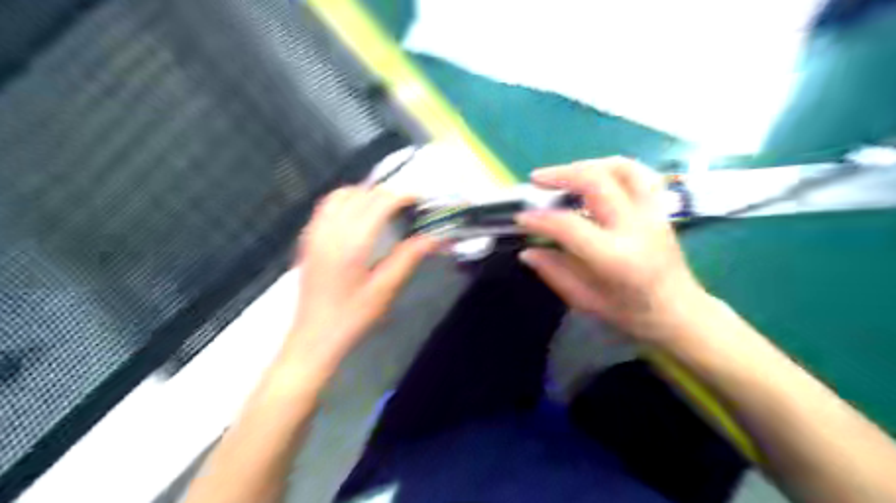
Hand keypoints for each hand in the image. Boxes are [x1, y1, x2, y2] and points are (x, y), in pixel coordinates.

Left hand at [287, 187, 437, 367]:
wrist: (315, 336)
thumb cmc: (353, 316)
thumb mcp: (385, 289)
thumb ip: (408, 257)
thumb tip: (435, 237)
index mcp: (352, 243)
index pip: (379, 202)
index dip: (402, 195)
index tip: (419, 200)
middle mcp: (331, 230)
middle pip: (361, 194)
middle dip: (386, 193)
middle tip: (406, 207)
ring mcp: (315, 232)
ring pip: (341, 195)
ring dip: (364, 194)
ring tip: (383, 207)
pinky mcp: (308, 238)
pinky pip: (326, 206)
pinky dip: (346, 201)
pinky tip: (358, 216)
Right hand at [519, 160, 706, 342]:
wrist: (680, 311)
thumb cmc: (632, 313)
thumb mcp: (586, 301)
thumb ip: (554, 272)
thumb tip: (527, 251)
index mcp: (616, 257)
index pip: (570, 226)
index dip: (540, 219)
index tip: (521, 219)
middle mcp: (635, 227)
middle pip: (596, 182)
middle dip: (560, 175)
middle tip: (536, 180)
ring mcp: (652, 213)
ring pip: (621, 168)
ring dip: (587, 164)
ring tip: (564, 174)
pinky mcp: (659, 208)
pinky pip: (638, 173)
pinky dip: (612, 167)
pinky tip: (595, 176)